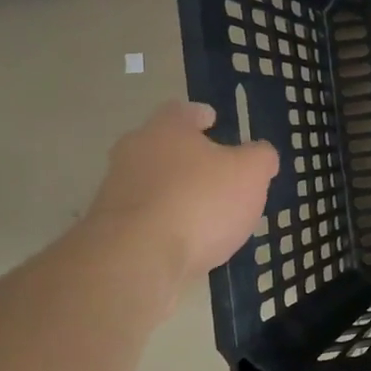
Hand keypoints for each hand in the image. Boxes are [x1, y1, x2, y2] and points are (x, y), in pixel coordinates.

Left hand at [86, 100, 278, 275]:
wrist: (136, 259)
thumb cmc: (200, 201)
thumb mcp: (251, 173)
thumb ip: (260, 158)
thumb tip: (260, 154)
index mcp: (166, 130)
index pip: (182, 111)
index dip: (201, 115)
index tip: (214, 121)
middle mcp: (133, 153)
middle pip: (163, 146)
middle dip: (188, 156)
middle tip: (216, 170)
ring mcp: (115, 192)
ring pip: (152, 183)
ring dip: (175, 192)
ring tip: (206, 212)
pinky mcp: (109, 230)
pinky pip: (144, 218)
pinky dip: (164, 223)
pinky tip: (186, 241)